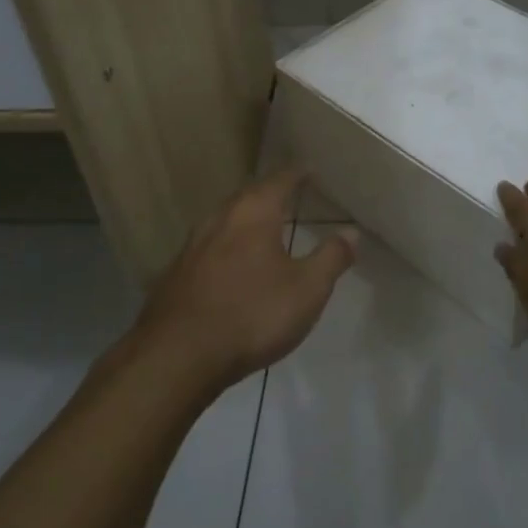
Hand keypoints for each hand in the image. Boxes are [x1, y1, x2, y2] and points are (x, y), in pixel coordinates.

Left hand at [137, 167, 356, 392]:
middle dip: (270, 193)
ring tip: (263, 227)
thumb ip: (331, 258)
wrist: (177, 356)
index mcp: (254, 212)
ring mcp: (193, 245)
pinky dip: (227, 246)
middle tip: (289, 195)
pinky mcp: (176, 273)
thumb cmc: (251, 314)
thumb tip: (351, 232)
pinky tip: (232, 264)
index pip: (280, 180)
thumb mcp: (307, 290)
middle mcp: (221, 218)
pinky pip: (209, 247)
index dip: (297, 174)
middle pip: (249, 195)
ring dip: (246, 219)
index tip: (310, 171)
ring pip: (226, 220)